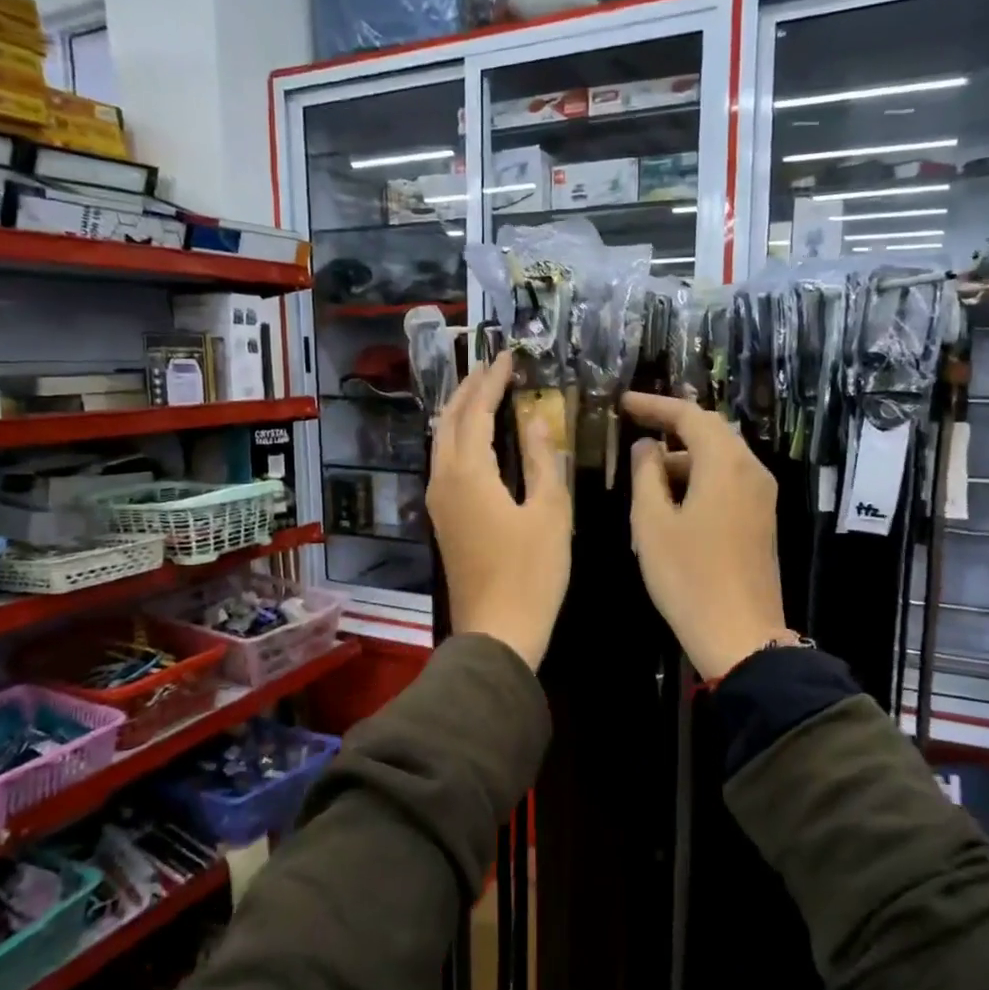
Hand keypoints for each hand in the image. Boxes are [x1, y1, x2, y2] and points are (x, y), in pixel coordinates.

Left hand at [427, 353, 571, 669]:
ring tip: (482, 394)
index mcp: (468, 474)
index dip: (492, 382)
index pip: (476, 412)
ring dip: (459, 413)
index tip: (507, 357)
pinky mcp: (443, 521)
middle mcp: (443, 481)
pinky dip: (458, 440)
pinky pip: (444, 464)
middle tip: (490, 367)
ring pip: (441, 443)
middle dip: (468, 390)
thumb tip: (534, 421)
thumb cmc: (532, 574)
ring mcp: (438, 503)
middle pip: (448, 422)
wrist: (497, 632)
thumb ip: (541, 461)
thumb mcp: (550, 513)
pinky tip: (475, 441)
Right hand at [624, 392, 790, 680]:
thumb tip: (646, 447)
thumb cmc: (688, 577)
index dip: (655, 405)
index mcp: (724, 464)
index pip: (689, 416)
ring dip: (685, 456)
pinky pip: (729, 480)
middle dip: (673, 426)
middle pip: (711, 431)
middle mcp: (751, 470)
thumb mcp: (652, 524)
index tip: (623, 403)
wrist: (741, 635)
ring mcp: (761, 496)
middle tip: (636, 426)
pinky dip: (700, 477)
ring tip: (647, 474)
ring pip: (721, 457)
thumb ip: (646, 475)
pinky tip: (673, 499)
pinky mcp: (762, 519)